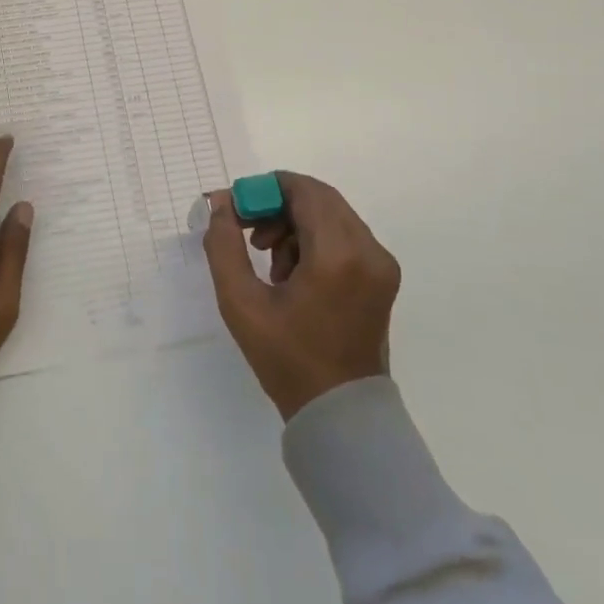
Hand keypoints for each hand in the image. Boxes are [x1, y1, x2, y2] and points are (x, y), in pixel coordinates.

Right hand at [202, 172, 399, 419]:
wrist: (339, 413)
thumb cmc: (286, 358)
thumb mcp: (240, 301)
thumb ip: (224, 244)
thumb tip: (221, 202)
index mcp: (337, 255)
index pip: (303, 190)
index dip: (265, 189)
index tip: (237, 210)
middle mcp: (368, 250)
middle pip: (318, 199)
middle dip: (278, 206)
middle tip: (247, 231)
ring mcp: (380, 264)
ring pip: (331, 215)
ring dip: (294, 223)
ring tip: (269, 259)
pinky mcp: (382, 276)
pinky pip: (344, 236)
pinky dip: (314, 240)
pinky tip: (292, 273)